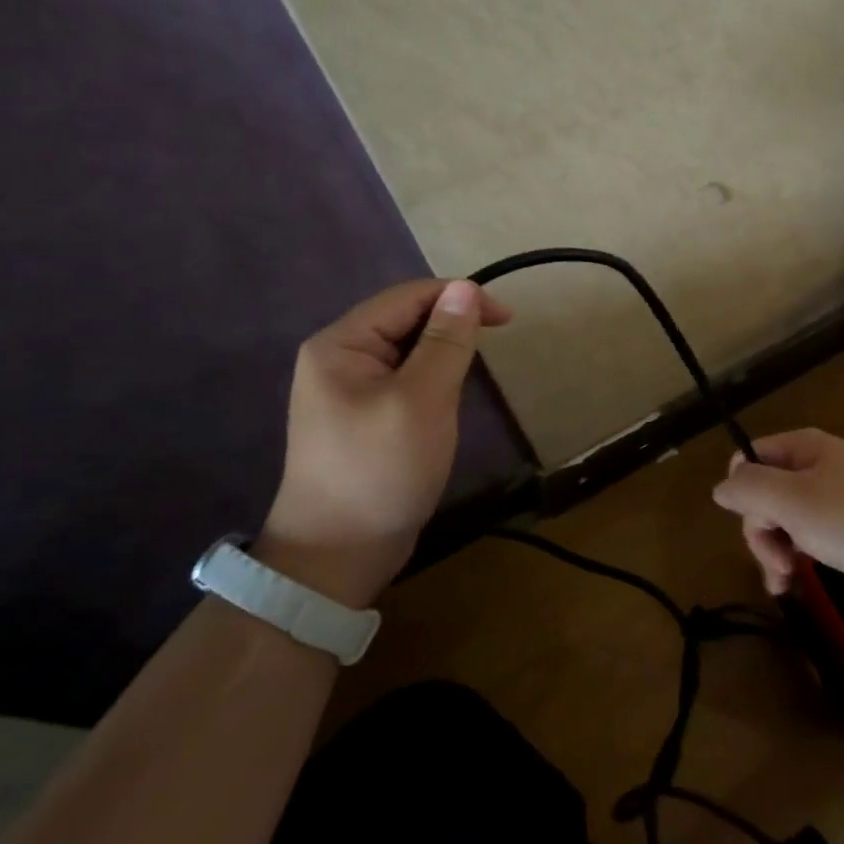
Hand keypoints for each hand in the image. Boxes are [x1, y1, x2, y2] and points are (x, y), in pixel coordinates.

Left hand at [257, 278, 511, 606]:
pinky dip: (431, 380)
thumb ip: (445, 342)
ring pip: (407, 351)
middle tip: (491, 353)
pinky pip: (403, 379)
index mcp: (341, 344)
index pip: (407, 297)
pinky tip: (447, 398)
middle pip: (404, 320)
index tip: (507, 319)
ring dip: (443, 355)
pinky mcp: (361, 415)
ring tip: (471, 376)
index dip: (459, 298)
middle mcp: (338, 357)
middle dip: (450, 327)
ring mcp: (346, 389)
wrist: (336, 556)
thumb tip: (465, 288)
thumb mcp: (422, 400)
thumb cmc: (380, 471)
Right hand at [711, 428, 843, 598]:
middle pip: (766, 492)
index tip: (755, 524)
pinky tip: (799, 582)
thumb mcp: (793, 502)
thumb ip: (750, 490)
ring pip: (788, 517)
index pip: (749, 459)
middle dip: (761, 531)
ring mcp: (838, 494)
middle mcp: (816, 464)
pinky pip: (813, 533)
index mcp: (801, 448)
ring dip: (777, 550)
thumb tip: (721, 487)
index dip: (742, 492)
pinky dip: (801, 555)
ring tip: (784, 584)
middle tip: (777, 566)